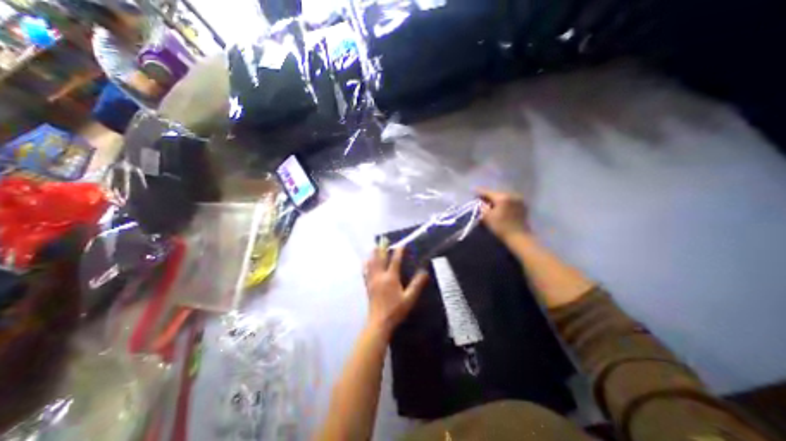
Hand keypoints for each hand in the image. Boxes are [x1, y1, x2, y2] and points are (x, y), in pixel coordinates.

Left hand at [363, 247, 429, 335]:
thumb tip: (424, 272)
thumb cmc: (396, 310)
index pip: (395, 261)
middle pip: (380, 259)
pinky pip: (366, 271)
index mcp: (391, 277)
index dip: (399, 251)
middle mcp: (380, 276)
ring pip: (372, 263)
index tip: (402, 244)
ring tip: (375, 247)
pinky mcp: (368, 285)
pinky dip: (366, 264)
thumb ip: (417, 284)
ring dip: (373, 254)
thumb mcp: (409, 298)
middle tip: (383, 240)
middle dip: (382, 248)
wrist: (379, 322)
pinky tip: (366, 262)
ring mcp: (372, 280)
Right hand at [476, 188, 530, 243]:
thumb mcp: (486, 217)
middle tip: (481, 199)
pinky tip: (500, 207)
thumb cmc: (501, 227)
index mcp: (502, 197)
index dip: (479, 191)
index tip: (473, 191)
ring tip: (490, 204)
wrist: (519, 237)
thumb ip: (482, 207)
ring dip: (496, 200)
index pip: (488, 192)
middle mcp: (511, 195)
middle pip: (496, 193)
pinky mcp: (523, 206)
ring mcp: (519, 200)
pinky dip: (504, 203)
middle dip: (488, 196)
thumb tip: (481, 202)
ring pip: (503, 197)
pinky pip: (510, 201)